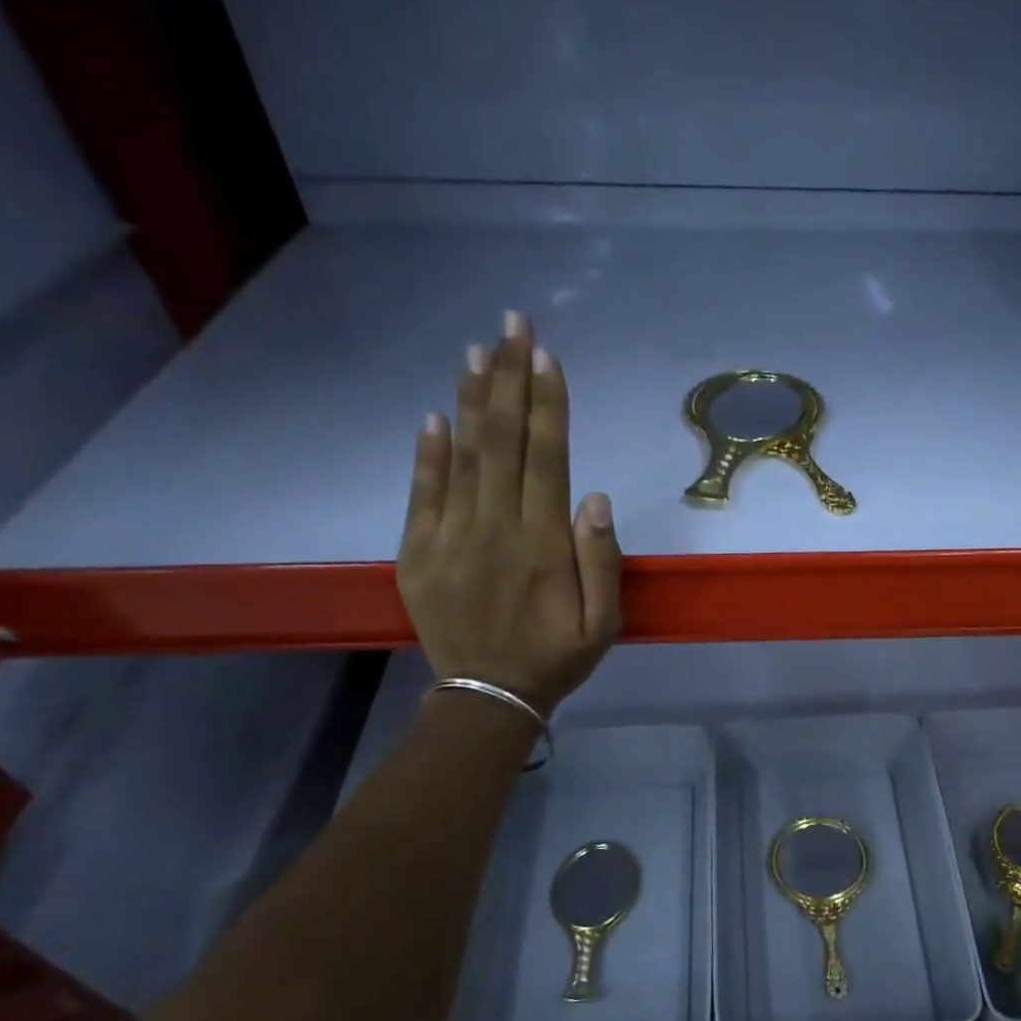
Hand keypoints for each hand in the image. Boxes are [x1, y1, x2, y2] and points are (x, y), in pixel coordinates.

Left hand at [399, 312, 620, 715]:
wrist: (489, 697)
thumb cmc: (556, 659)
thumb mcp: (602, 625)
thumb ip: (602, 562)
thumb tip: (596, 497)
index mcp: (544, 546)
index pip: (547, 458)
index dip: (547, 404)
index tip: (546, 354)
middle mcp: (495, 529)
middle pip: (502, 442)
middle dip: (509, 378)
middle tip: (512, 323)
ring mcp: (450, 538)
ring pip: (462, 457)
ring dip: (470, 399)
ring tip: (476, 349)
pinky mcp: (418, 553)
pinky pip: (422, 494)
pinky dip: (427, 453)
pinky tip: (434, 416)